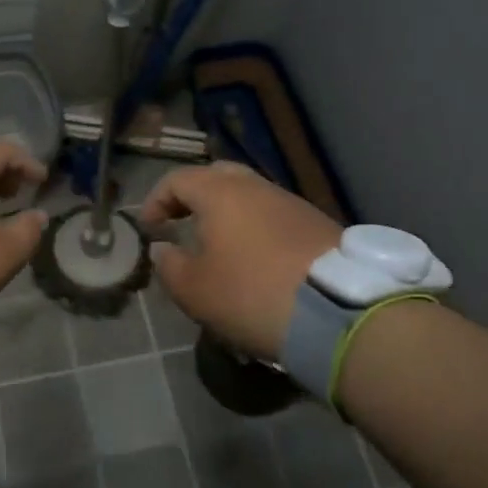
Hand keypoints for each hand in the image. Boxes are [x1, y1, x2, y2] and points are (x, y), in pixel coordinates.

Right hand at [140, 162, 341, 359]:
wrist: (337, 311)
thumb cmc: (251, 293)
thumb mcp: (195, 290)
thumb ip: (170, 266)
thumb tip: (163, 249)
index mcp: (220, 193)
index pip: (177, 180)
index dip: (156, 200)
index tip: (150, 229)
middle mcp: (256, 187)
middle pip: (217, 176)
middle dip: (194, 196)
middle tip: (182, 222)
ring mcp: (292, 202)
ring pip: (250, 195)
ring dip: (228, 214)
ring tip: (219, 245)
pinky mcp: (317, 224)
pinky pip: (274, 216)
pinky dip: (256, 228)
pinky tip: (256, 258)